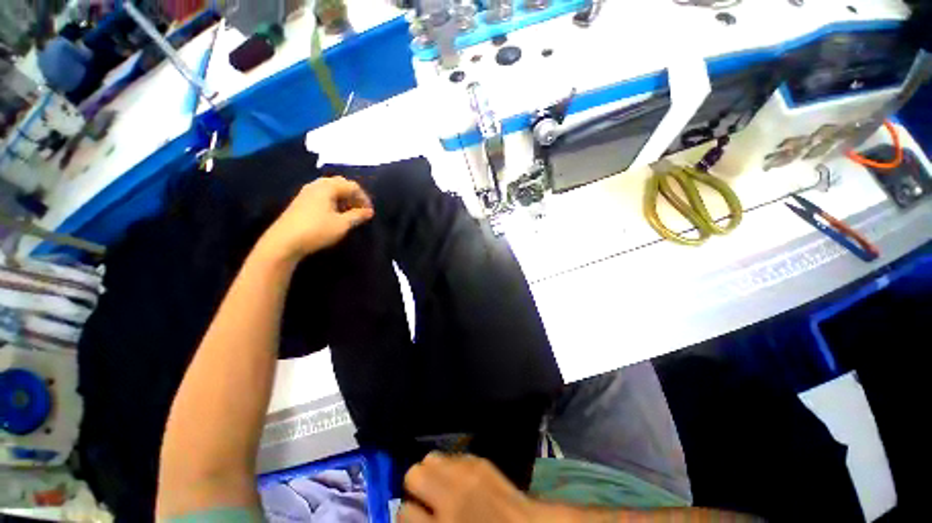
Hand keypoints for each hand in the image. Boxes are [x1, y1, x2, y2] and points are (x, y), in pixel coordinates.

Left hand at [259, 176, 373, 261]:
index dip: (364, 198)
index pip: (352, 186)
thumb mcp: (342, 224)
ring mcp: (307, 192)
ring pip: (331, 190)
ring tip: (350, 213)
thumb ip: (357, 216)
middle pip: (341, 184)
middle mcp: (316, 185)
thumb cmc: (317, 230)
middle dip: (354, 196)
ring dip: (344, 199)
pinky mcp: (301, 202)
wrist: (284, 242)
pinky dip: (334, 202)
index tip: (370, 213)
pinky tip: (335, 215)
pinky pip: (323, 196)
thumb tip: (369, 211)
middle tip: (361, 210)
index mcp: (327, 187)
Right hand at [399, 453, 539, 522]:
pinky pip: (454, 456)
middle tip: (425, 497)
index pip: (404, 511)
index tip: (414, 514)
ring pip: (432, 457)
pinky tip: (460, 478)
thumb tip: (413, 513)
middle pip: (413, 473)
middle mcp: (450, 494)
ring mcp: (467, 473)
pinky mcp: (480, 460)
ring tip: (442, 483)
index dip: (407, 513)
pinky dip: (452, 465)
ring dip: (433, 471)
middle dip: (416, 485)